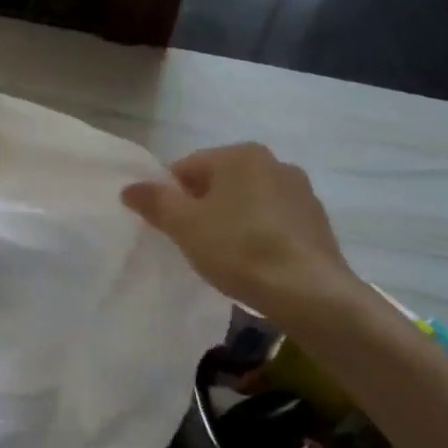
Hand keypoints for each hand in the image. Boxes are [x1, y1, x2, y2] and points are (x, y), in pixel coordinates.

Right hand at [121, 143, 359, 324]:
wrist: (310, 293)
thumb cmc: (239, 248)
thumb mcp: (184, 225)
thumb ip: (154, 201)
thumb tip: (130, 187)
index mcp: (240, 154)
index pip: (187, 167)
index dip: (169, 196)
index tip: (167, 226)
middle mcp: (274, 162)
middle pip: (219, 182)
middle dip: (201, 206)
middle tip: (191, 241)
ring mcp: (301, 192)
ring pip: (248, 201)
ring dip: (231, 219)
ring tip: (223, 255)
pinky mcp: (317, 222)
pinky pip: (273, 221)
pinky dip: (258, 234)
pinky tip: (252, 262)